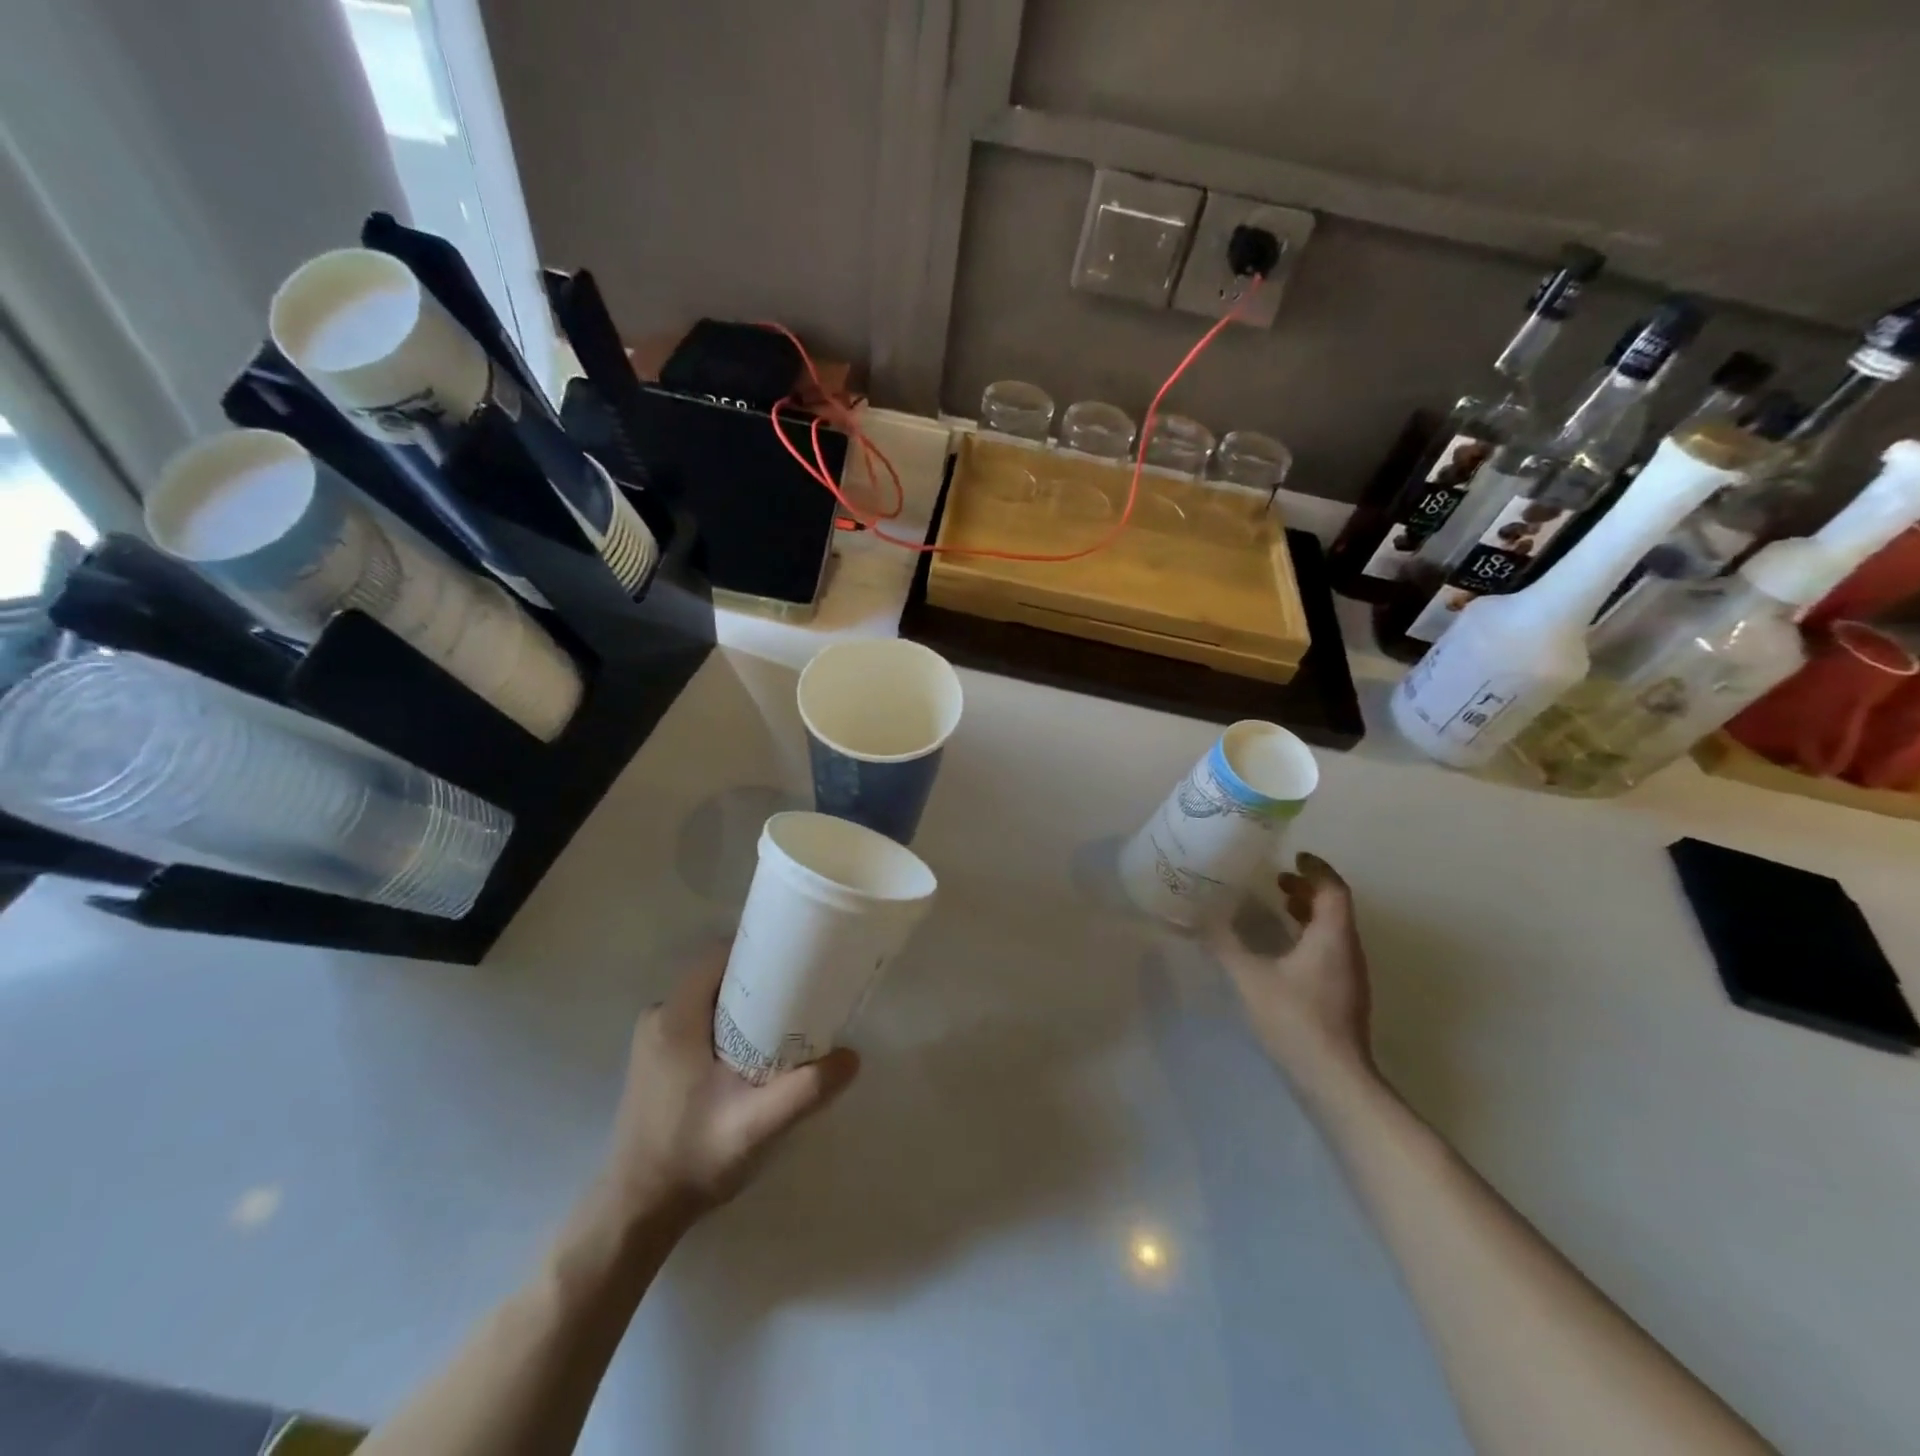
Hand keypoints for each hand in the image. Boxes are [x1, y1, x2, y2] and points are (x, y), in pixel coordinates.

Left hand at [599, 947, 859, 1223]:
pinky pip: (698, 1020)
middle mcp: (659, 1017)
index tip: (798, 959)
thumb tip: (852, 1056)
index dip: (759, 949)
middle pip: (717, 975)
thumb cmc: (691, 1158)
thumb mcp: (756, 1125)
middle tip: (802, 993)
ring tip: (786, 1020)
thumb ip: (805, 1090)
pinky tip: (754, 1050)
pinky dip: (728, 1023)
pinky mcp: (656, 1059)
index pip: (719, 955)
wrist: (637, 1211)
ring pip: (709, 999)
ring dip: (745, 1003)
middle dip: (760, 979)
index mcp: (675, 1017)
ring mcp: (654, 1038)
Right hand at [1212, 853, 1374, 1087]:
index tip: (1294, 856)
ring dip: (1308, 913)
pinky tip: (1283, 950)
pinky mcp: (1344, 995)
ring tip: (1278, 908)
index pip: (1333, 889)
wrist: (1334, 1079)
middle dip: (1307, 889)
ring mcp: (1350, 975)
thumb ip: (1225, 944)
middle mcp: (1348, 950)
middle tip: (1277, 879)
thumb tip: (1198, 917)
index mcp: (1332, 936)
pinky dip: (1309, 936)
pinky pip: (1330, 950)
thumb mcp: (1250, 977)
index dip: (1316, 869)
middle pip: (1335, 907)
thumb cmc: (1295, 1019)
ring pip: (1333, 930)